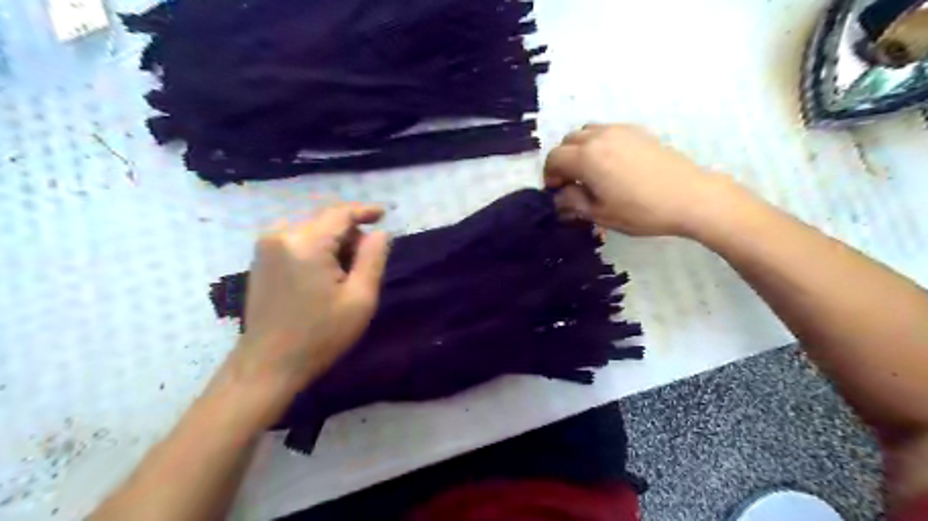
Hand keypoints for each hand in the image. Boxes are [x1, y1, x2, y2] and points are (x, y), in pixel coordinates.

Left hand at [228, 201, 389, 395]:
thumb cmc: (320, 335)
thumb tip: (380, 232)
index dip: (365, 211)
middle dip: (350, 235)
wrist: (268, 365)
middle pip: (326, 221)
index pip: (340, 213)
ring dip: (334, 244)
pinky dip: (317, 249)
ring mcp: (266, 246)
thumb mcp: (360, 299)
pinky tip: (323, 276)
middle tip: (365, 265)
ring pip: (312, 230)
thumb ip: (373, 258)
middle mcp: (281, 235)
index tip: (384, 214)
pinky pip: (297, 240)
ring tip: (344, 275)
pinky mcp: (260, 259)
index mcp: (306, 243)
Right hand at [545, 122, 741, 235]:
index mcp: (586, 157)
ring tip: (590, 171)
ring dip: (579, 150)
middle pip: (567, 142)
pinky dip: (598, 143)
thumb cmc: (640, 210)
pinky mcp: (637, 131)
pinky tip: (611, 164)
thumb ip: (573, 202)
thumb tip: (560, 196)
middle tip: (571, 183)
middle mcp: (598, 137)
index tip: (557, 192)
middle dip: (563, 161)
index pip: (554, 159)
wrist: (689, 197)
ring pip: (586, 132)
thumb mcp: (600, 214)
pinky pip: (605, 131)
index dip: (549, 176)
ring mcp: (619, 130)